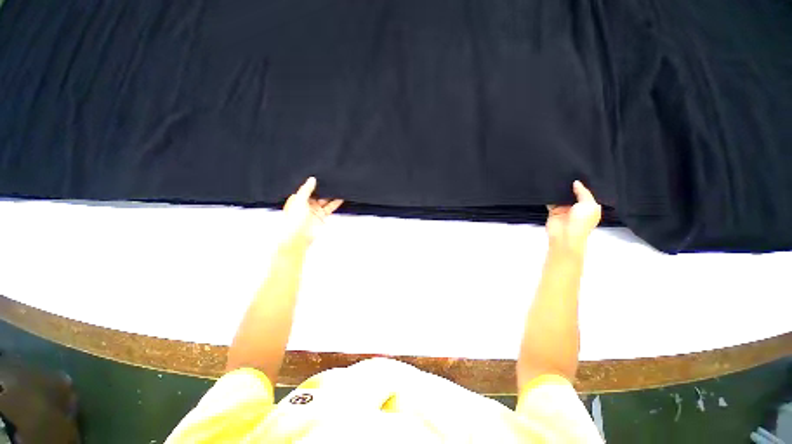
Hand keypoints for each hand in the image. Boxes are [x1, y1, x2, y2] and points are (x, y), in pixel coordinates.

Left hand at [281, 177, 342, 247]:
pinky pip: (330, 207)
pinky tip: (340, 197)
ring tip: (338, 187)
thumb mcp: (299, 200)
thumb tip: (312, 179)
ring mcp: (315, 210)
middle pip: (318, 194)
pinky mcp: (322, 216)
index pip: (307, 188)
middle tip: (332, 180)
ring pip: (325, 200)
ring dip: (331, 195)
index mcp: (298, 198)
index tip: (322, 176)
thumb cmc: (294, 219)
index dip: (314, 183)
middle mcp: (306, 204)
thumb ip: (306, 189)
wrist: (297, 237)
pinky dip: (335, 203)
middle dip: (324, 189)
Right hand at [546, 181, 601, 252]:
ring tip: (558, 179)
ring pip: (561, 197)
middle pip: (573, 194)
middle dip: (570, 187)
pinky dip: (549, 197)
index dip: (584, 185)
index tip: (579, 175)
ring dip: (559, 191)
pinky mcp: (554, 211)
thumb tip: (576, 183)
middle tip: (567, 175)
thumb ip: (583, 192)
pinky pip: (551, 202)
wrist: (565, 236)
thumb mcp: (589, 204)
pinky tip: (549, 189)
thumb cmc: (581, 223)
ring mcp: (565, 210)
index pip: (587, 193)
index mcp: (590, 207)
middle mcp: (578, 208)